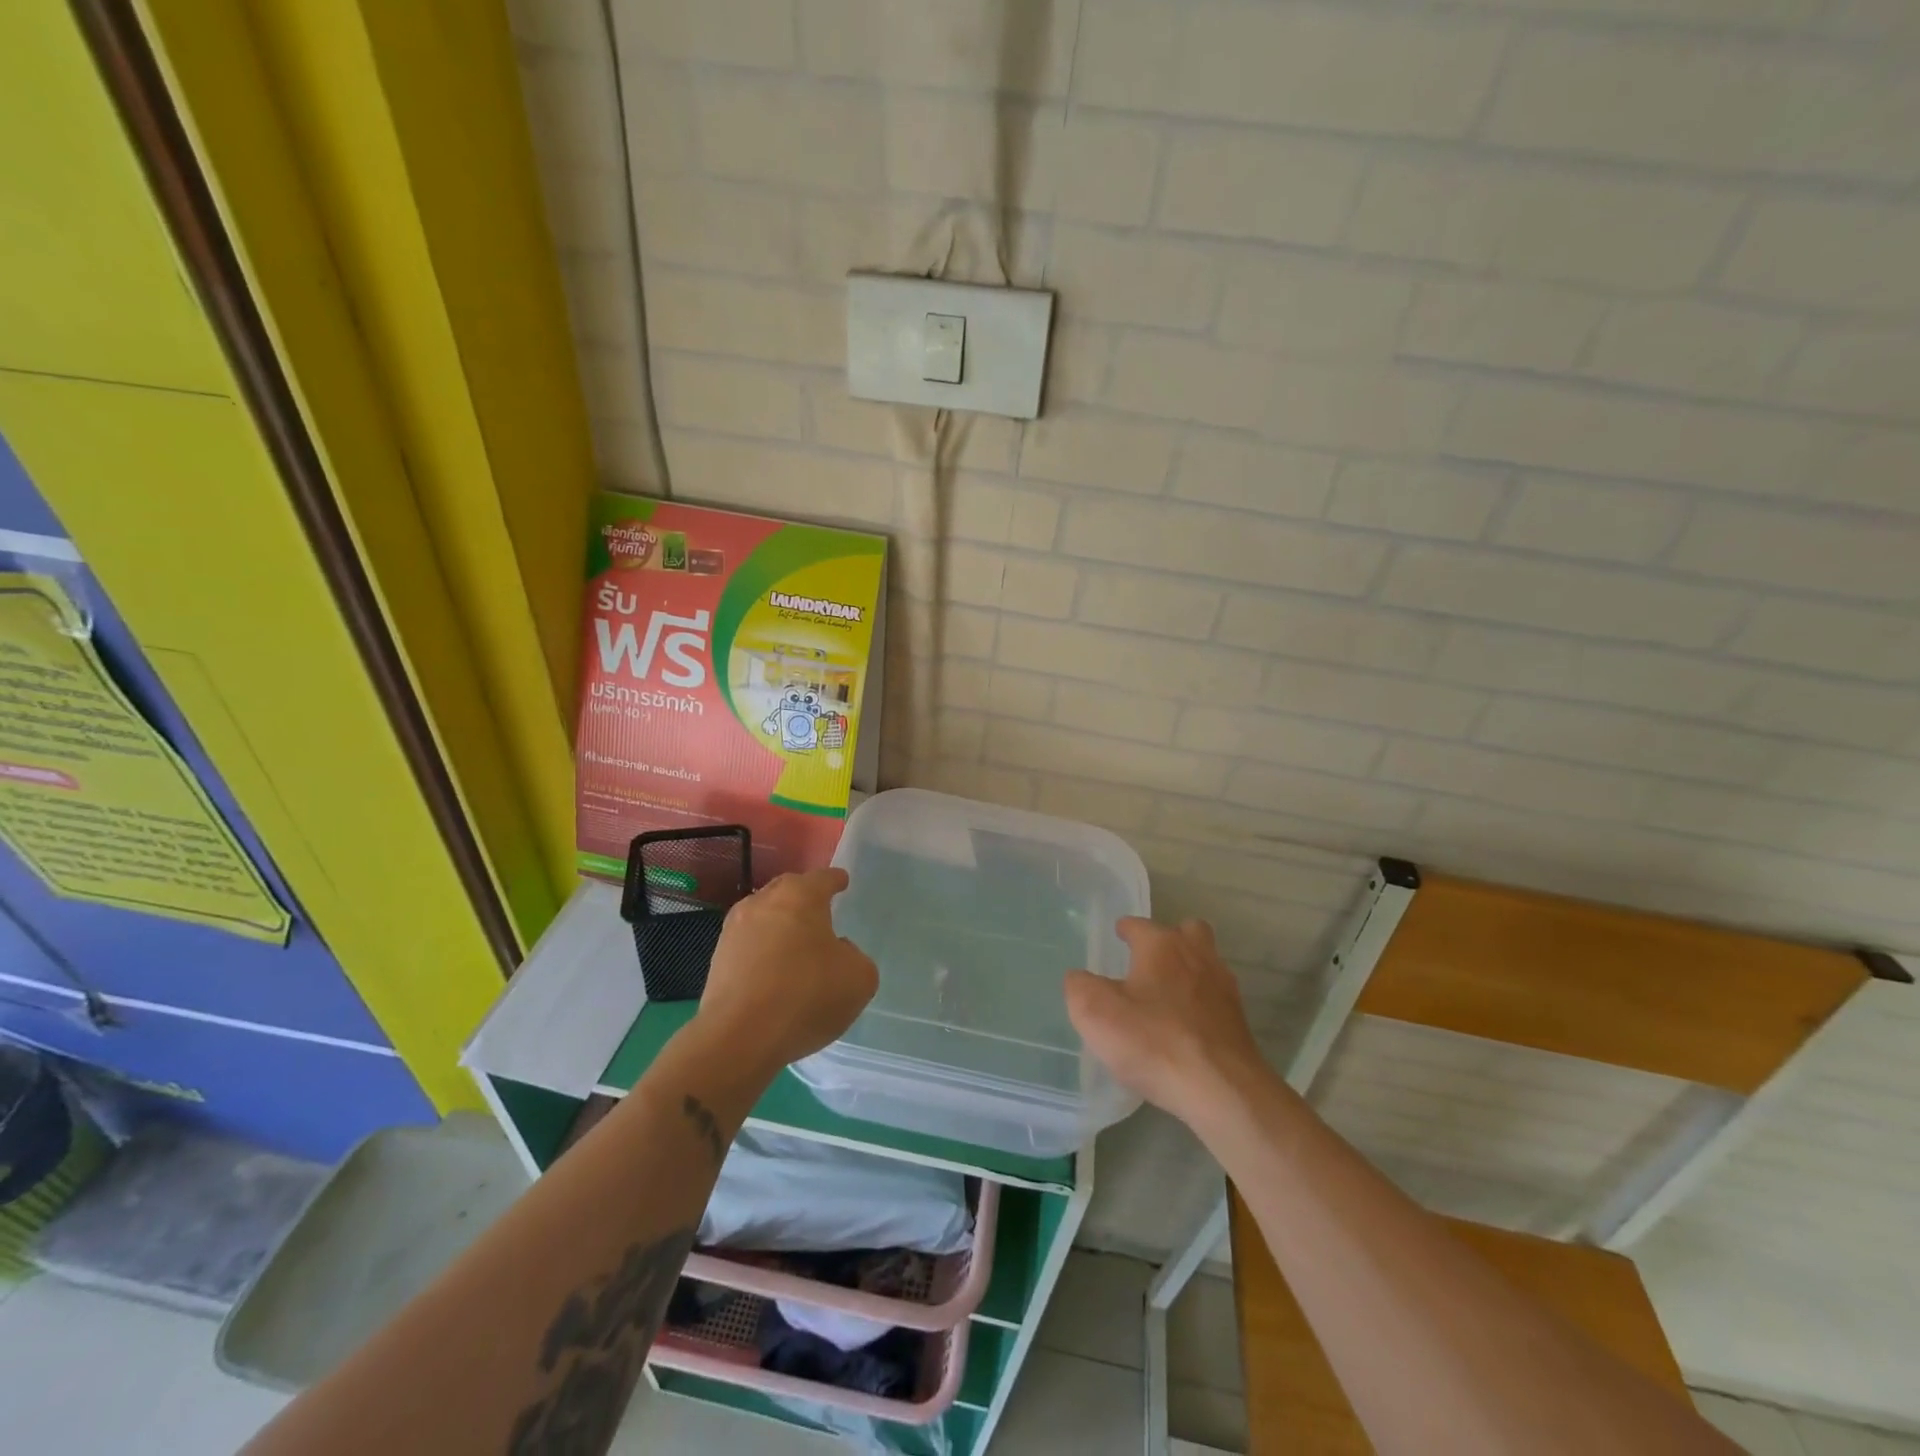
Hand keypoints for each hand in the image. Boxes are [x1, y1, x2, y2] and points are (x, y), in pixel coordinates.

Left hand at [696, 868, 877, 1074]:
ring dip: (779, 925)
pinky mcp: (717, 960)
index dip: (836, 880)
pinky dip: (762, 952)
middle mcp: (763, 902)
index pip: (823, 878)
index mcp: (801, 896)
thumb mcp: (859, 978)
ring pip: (763, 917)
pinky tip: (773, 973)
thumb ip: (855, 957)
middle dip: (803, 897)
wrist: (740, 1037)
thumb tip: (838, 952)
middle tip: (819, 910)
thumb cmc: (807, 996)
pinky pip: (748, 945)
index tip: (842, 882)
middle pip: (788, 890)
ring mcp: (734, 930)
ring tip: (794, 945)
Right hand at [1065, 917, 1265, 1128]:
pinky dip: (1200, 1002)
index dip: (1125, 929)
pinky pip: (1215, 998)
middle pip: (1187, 931)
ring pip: (1206, 962)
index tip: (1118, 935)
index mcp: (1161, 946)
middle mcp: (1196, 955)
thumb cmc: (1153, 1041)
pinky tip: (1185, 1025)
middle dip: (1169, 939)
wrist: (1221, 1089)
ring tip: (1166, 993)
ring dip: (1188, 969)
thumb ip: (1079, 987)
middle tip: (1149, 960)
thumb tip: (1080, 978)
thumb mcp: (1095, 1013)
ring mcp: (1223, 987)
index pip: (1139, 925)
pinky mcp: (1238, 1020)